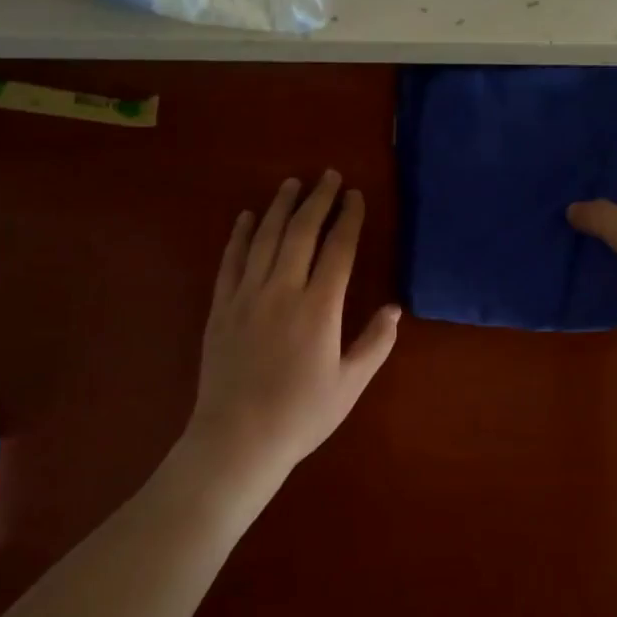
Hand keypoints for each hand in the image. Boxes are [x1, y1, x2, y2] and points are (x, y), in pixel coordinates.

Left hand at [179, 171, 399, 493]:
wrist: (237, 440)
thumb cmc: (301, 415)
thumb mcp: (350, 385)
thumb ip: (375, 344)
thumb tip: (394, 309)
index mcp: (319, 308)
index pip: (338, 250)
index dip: (348, 219)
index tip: (355, 196)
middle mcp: (282, 291)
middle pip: (301, 233)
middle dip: (317, 200)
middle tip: (328, 177)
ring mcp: (247, 296)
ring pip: (265, 239)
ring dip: (280, 207)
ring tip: (292, 183)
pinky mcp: (221, 308)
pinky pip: (231, 261)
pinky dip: (240, 235)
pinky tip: (247, 217)